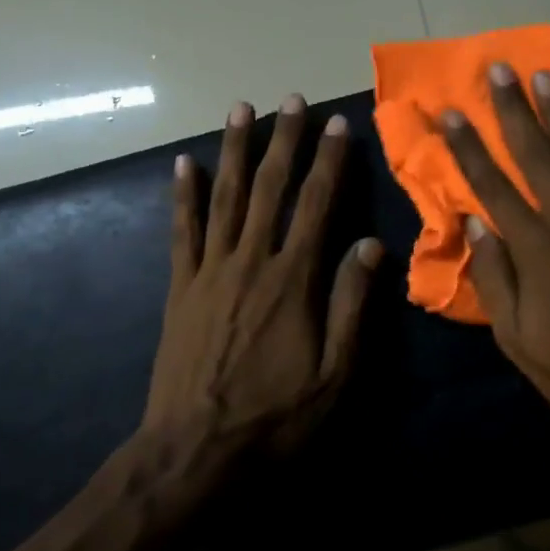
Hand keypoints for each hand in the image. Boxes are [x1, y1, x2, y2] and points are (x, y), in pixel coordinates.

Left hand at [144, 95, 382, 454]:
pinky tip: (183, 165)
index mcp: (293, 281)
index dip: (329, 162)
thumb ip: (352, 305)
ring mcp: (208, 272)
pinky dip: (182, 196)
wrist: (195, 450)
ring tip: (239, 110)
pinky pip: (181, 232)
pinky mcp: (179, 289)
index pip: (317, 206)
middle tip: (290, 100)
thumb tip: (370, 244)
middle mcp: (251, 262)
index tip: (338, 125)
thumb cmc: (275, 417)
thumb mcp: (335, 374)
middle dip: (283, 141)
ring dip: (233, 151)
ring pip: (223, 198)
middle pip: (268, 189)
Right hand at [438, 65, 549, 457]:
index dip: (469, 149)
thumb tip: (476, 227)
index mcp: (538, 253)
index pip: (494, 188)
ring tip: (546, 76)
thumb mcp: (520, 342)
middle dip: (516, 111)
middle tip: (501, 69)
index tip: (451, 113)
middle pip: (539, 158)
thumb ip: (496, 281)